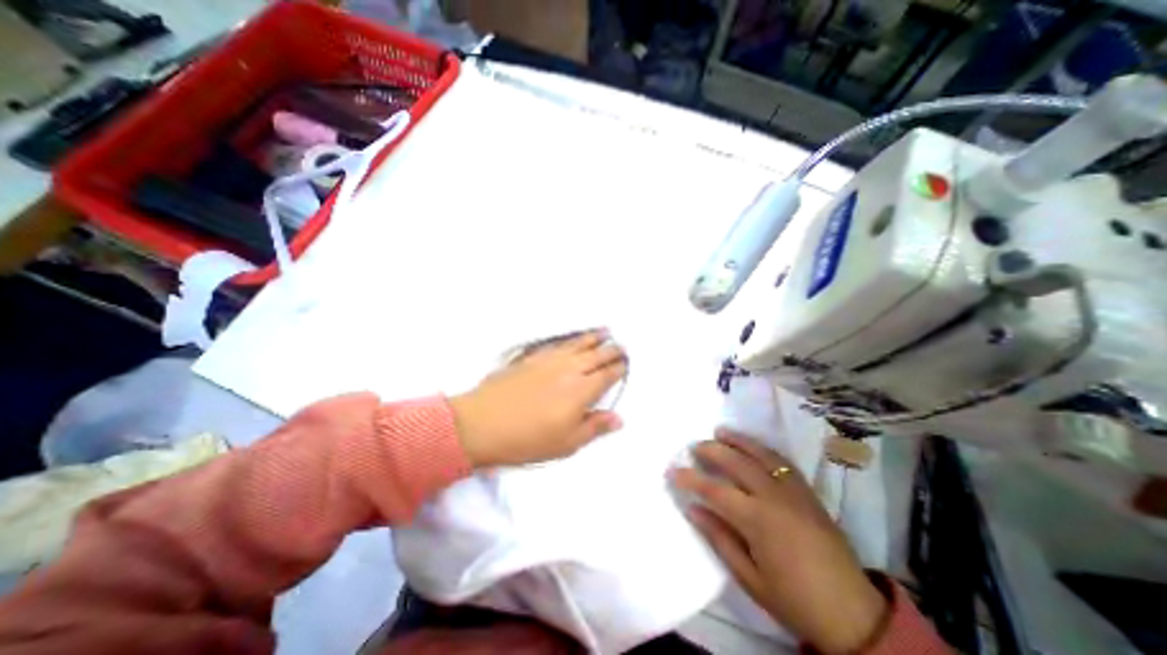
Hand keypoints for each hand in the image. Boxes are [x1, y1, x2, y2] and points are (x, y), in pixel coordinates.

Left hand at [450, 329, 628, 467]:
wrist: (482, 423)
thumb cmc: (527, 439)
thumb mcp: (566, 443)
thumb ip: (595, 427)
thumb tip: (619, 418)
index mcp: (582, 390)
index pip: (607, 374)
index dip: (619, 369)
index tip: (626, 365)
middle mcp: (570, 369)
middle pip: (597, 355)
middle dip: (612, 350)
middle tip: (621, 346)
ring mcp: (550, 360)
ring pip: (579, 344)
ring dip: (594, 337)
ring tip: (605, 331)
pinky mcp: (532, 357)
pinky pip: (558, 343)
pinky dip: (571, 339)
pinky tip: (573, 339)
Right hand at [670, 429, 891, 653]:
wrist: (853, 613)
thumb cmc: (794, 600)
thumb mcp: (750, 578)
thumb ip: (719, 538)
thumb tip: (692, 508)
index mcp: (758, 521)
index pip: (715, 490)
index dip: (691, 478)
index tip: (672, 470)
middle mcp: (774, 497)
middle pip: (737, 462)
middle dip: (712, 450)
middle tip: (694, 446)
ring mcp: (794, 491)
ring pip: (761, 454)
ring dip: (738, 440)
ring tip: (720, 431)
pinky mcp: (807, 491)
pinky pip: (782, 461)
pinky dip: (762, 449)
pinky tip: (752, 446)